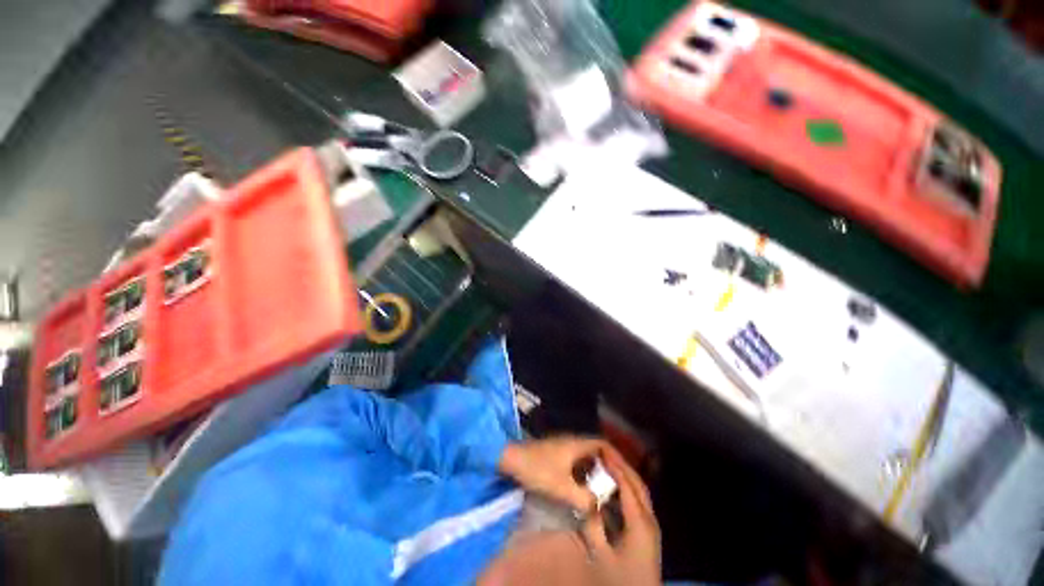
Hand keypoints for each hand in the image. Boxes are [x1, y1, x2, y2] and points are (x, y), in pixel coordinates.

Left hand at [498, 437, 609, 511]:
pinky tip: (581, 489)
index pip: (602, 444)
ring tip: (600, 490)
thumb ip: (583, 499)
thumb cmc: (537, 469)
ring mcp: (561, 447)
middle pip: (595, 451)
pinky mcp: (554, 455)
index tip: (623, 473)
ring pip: (584, 457)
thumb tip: (599, 507)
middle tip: (614, 486)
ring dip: (593, 472)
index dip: (615, 456)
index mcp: (576, 444)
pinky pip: (574, 462)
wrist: (510, 458)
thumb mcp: (561, 488)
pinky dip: (582, 474)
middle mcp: (571, 442)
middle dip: (606, 467)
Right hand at [580, 448, 660, 585]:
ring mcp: (651, 525)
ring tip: (609, 464)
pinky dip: (628, 488)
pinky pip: (639, 501)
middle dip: (622, 465)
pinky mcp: (649, 531)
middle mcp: (649, 518)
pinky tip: (616, 487)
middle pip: (637, 484)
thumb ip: (592, 526)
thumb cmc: (622, 578)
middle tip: (605, 451)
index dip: (614, 466)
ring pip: (640, 491)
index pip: (627, 485)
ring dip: (626, 475)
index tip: (601, 450)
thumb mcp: (602, 554)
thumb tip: (585, 501)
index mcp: (640, 522)